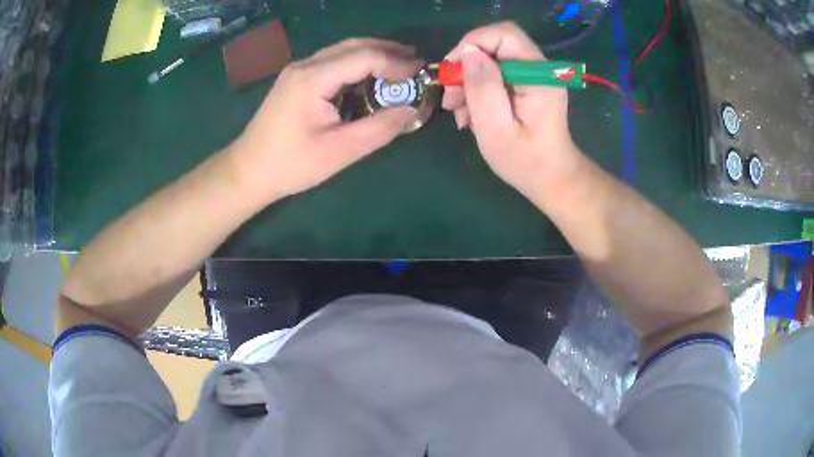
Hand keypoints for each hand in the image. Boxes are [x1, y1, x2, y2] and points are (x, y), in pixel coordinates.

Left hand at [230, 39, 422, 199]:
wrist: (247, 171)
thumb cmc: (290, 164)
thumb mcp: (339, 151)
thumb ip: (379, 128)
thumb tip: (411, 110)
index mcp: (313, 78)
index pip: (364, 56)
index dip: (396, 62)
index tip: (420, 72)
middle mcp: (305, 66)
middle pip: (354, 46)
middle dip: (388, 50)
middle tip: (416, 62)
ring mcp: (298, 70)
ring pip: (342, 51)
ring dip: (373, 55)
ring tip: (400, 66)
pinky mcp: (296, 80)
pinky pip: (332, 62)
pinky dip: (356, 65)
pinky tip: (370, 77)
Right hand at [442, 22, 582, 199]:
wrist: (552, 179)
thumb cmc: (526, 162)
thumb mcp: (496, 128)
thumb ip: (483, 87)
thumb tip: (467, 52)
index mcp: (538, 76)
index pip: (503, 35)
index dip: (472, 44)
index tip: (451, 71)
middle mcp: (539, 69)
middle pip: (495, 45)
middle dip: (466, 67)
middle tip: (450, 98)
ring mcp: (535, 76)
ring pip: (492, 60)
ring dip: (469, 81)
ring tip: (458, 112)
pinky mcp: (528, 85)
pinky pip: (497, 75)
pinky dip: (479, 90)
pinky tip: (470, 114)